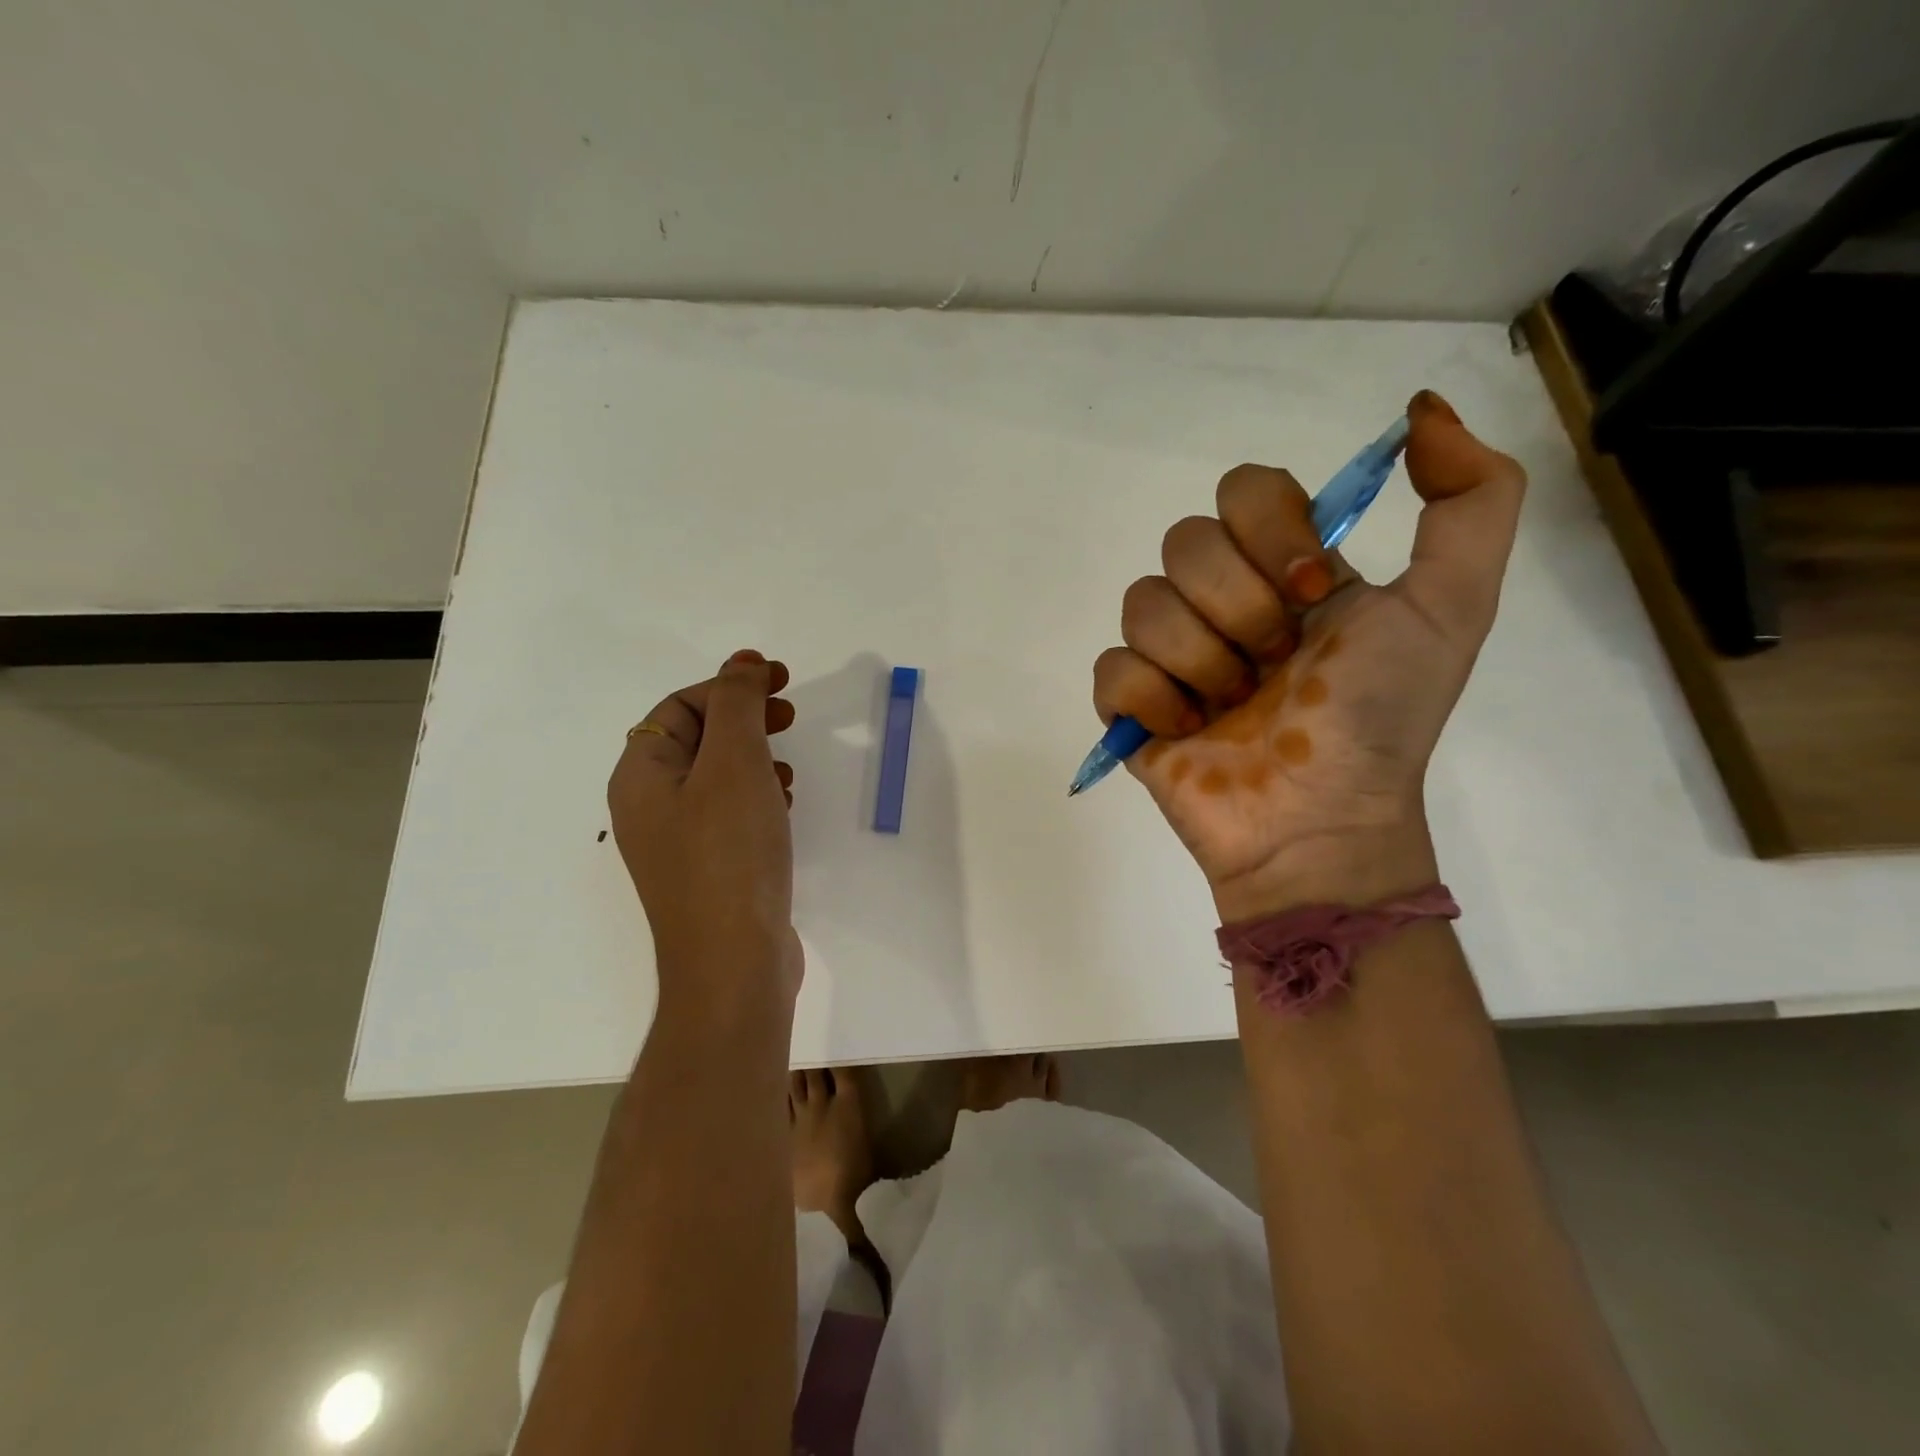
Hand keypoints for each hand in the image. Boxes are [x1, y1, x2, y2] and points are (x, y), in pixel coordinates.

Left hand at [608, 650, 801, 1007]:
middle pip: (696, 739)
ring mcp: (678, 844)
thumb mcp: (734, 765)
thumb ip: (738, 706)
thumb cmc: (730, 854)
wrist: (734, 964)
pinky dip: (758, 796)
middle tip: (790, 714)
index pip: (680, 707)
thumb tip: (742, 663)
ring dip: (755, 758)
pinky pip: (729, 814)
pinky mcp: (708, 870)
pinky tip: (785, 806)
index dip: (729, 685)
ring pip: (716, 778)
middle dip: (745, 719)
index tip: (782, 681)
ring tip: (790, 767)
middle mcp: (649, 806)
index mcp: (641, 775)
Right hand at [1092, 391, 1525, 919]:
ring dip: (1201, 660)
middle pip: (1184, 542)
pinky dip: (1152, 699)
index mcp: (1285, 569)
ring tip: (1232, 709)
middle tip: (1276, 665)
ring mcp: (1172, 654)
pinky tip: (1188, 730)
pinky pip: (1111, 668)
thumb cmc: (1379, 720)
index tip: (1311, 592)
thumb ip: (1472, 500)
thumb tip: (1422, 408)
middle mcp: (1223, 600)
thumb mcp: (1452, 607)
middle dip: (1238, 608)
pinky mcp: (1131, 706)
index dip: (1269, 531)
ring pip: (1142, 603)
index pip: (1244, 490)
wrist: (1320, 824)